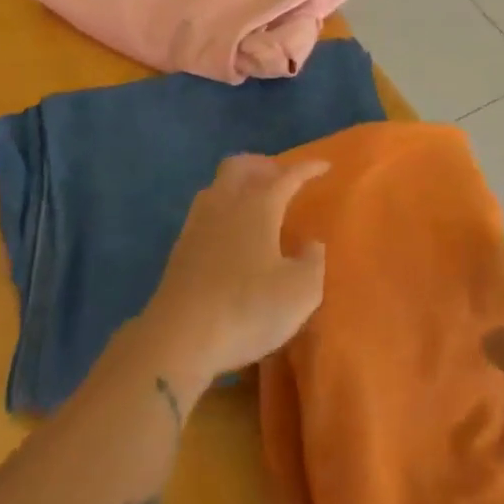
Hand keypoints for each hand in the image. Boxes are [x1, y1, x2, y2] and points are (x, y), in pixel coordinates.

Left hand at [139, 155, 329, 388]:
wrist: (179, 338)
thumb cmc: (247, 309)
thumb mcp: (300, 292)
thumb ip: (313, 262)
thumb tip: (311, 244)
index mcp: (258, 207)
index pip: (288, 177)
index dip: (308, 168)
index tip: (324, 166)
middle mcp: (225, 204)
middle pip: (240, 166)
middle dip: (262, 165)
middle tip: (280, 177)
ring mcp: (198, 224)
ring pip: (217, 186)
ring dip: (238, 184)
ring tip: (255, 202)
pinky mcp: (181, 248)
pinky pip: (205, 211)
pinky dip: (223, 209)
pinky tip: (230, 233)